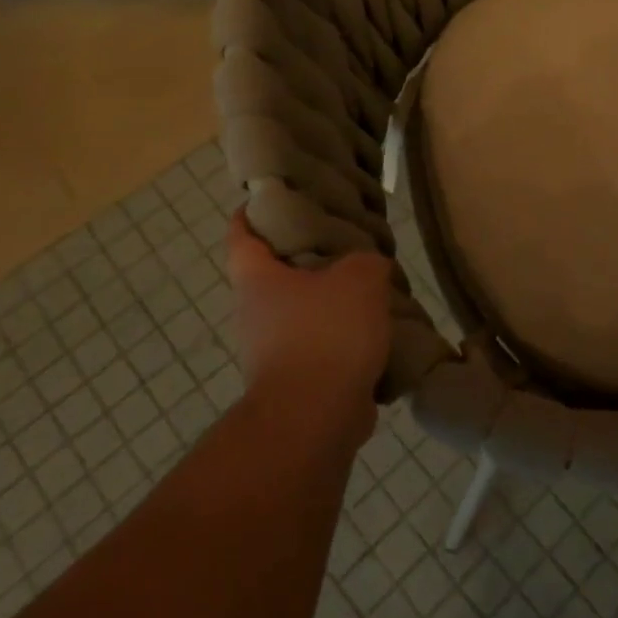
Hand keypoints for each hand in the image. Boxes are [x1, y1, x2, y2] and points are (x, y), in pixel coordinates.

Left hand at [224, 209, 394, 430]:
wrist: (314, 418)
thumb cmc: (326, 333)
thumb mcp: (360, 278)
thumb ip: (367, 261)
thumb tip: (369, 268)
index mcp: (258, 280)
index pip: (241, 236)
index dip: (251, 213)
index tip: (268, 198)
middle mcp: (256, 314)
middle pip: (274, 276)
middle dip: (305, 260)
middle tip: (343, 243)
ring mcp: (272, 353)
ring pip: (300, 314)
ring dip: (328, 304)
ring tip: (369, 290)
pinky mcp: (296, 383)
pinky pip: (321, 349)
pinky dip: (342, 341)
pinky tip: (376, 334)